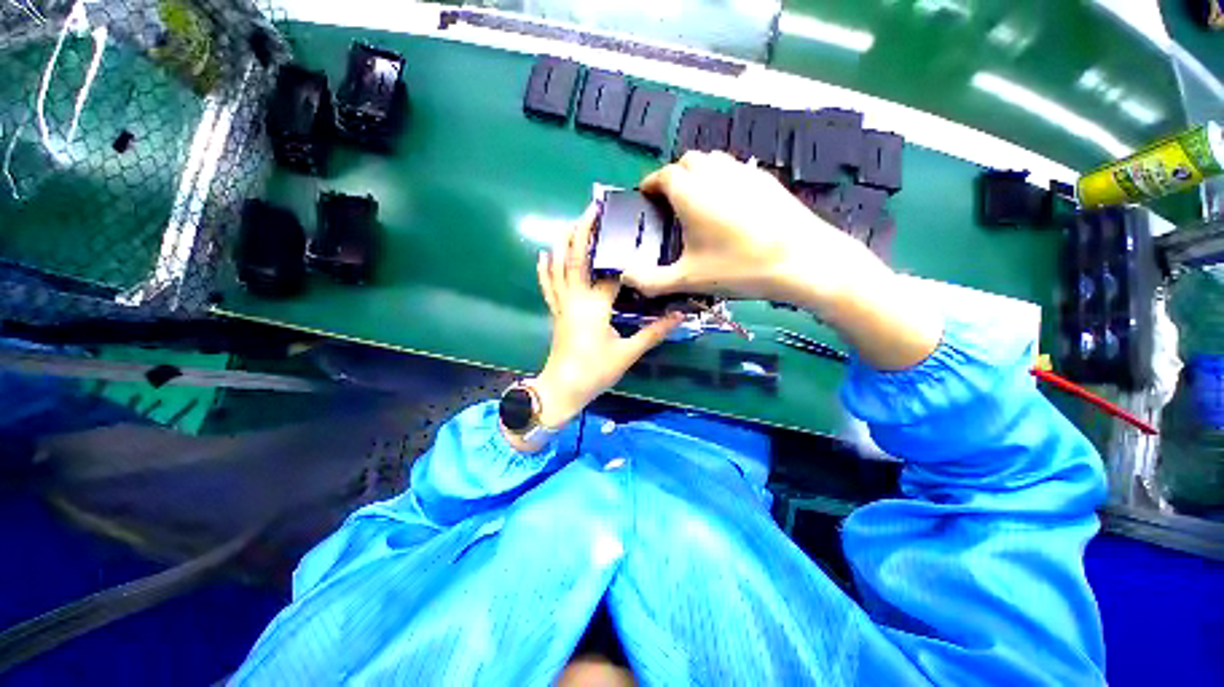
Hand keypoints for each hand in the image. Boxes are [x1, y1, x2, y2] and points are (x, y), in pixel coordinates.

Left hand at [527, 205, 682, 436]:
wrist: (562, 389)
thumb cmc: (595, 372)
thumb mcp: (627, 353)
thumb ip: (654, 332)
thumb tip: (680, 315)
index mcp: (595, 306)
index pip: (610, 272)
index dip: (622, 253)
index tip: (632, 231)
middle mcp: (575, 298)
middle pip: (577, 257)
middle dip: (583, 230)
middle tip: (594, 208)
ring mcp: (562, 303)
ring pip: (558, 266)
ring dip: (564, 241)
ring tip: (572, 221)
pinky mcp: (555, 311)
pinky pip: (548, 285)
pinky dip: (545, 268)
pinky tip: (544, 253)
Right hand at [620, 151, 884, 311]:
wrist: (802, 260)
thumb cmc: (739, 267)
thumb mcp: (689, 279)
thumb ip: (652, 281)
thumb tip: (625, 279)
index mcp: (690, 192)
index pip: (662, 176)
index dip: (650, 185)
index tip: (644, 198)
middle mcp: (714, 173)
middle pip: (686, 162)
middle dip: (673, 178)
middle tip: (670, 204)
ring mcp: (743, 172)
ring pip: (712, 161)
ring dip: (698, 174)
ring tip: (697, 203)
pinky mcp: (765, 179)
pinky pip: (735, 169)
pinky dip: (722, 179)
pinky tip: (728, 206)